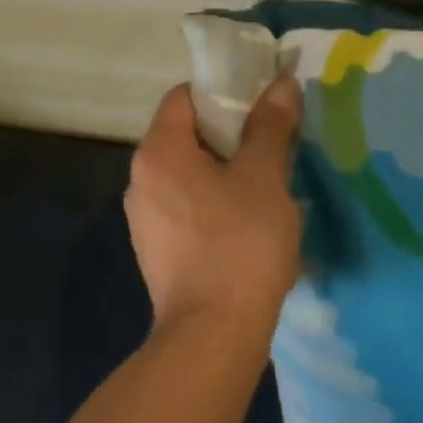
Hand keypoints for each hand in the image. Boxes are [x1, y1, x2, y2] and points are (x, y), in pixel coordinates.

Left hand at [124, 79, 303, 344]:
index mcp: (159, 151)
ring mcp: (145, 218)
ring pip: (188, 173)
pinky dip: (213, 202)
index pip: (184, 97)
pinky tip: (248, 222)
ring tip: (267, 182)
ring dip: (225, 170)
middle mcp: (141, 178)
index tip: (260, 104)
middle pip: (185, 134)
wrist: (212, 337)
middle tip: (272, 142)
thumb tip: (281, 84)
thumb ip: (270, 126)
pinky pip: (186, 207)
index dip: (223, 92)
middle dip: (230, 133)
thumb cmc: (240, 245)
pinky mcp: (157, 250)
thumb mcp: (264, 178)